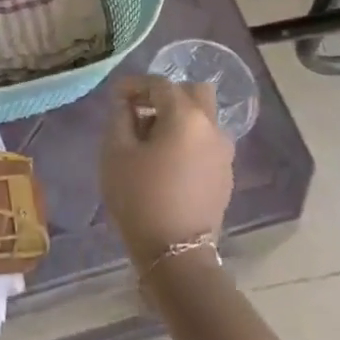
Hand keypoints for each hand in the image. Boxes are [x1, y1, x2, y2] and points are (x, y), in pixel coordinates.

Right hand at [101, 74, 233, 266]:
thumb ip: (120, 117)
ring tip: (152, 139)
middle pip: (193, 92)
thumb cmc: (140, 197)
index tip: (115, 96)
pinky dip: (188, 139)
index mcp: (186, 116)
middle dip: (165, 95)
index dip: (134, 85)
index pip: (159, 84)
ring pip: (203, 118)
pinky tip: (167, 160)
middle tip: (140, 112)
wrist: (175, 254)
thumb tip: (126, 102)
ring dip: (179, 117)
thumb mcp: (116, 152)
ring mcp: (223, 153)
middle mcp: (212, 128)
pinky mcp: (225, 175)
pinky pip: (206, 142)